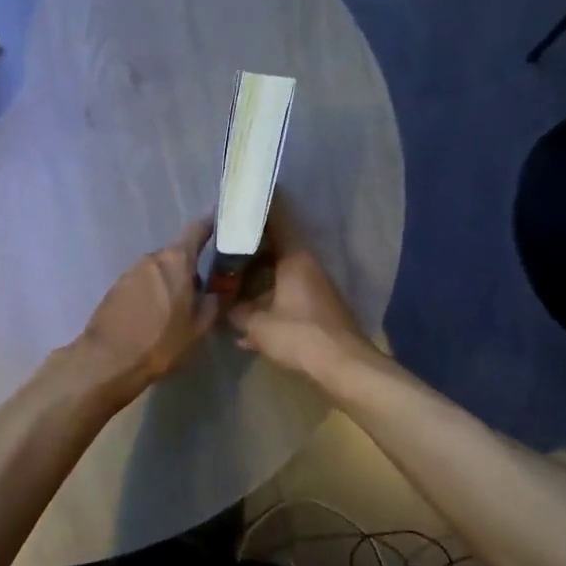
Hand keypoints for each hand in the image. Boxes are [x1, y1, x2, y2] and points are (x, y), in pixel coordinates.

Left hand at [77, 217, 222, 398]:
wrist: (108, 360)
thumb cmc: (161, 342)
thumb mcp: (199, 327)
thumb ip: (214, 302)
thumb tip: (220, 289)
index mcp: (176, 260)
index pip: (197, 229)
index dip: (211, 223)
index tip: (221, 218)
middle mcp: (152, 258)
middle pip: (178, 255)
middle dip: (191, 268)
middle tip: (202, 291)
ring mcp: (131, 271)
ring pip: (159, 271)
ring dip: (170, 283)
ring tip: (177, 311)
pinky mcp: (116, 287)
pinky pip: (142, 283)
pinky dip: (152, 293)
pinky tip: (154, 317)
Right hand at [225, 198, 370, 378]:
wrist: (343, 366)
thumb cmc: (300, 336)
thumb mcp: (259, 325)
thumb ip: (237, 311)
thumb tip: (224, 305)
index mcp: (295, 258)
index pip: (278, 219)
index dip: (259, 206)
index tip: (240, 199)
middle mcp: (307, 266)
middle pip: (274, 248)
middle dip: (248, 249)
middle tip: (221, 249)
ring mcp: (314, 288)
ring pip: (279, 274)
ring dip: (256, 280)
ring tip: (228, 288)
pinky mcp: (317, 309)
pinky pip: (285, 296)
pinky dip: (267, 304)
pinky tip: (247, 329)